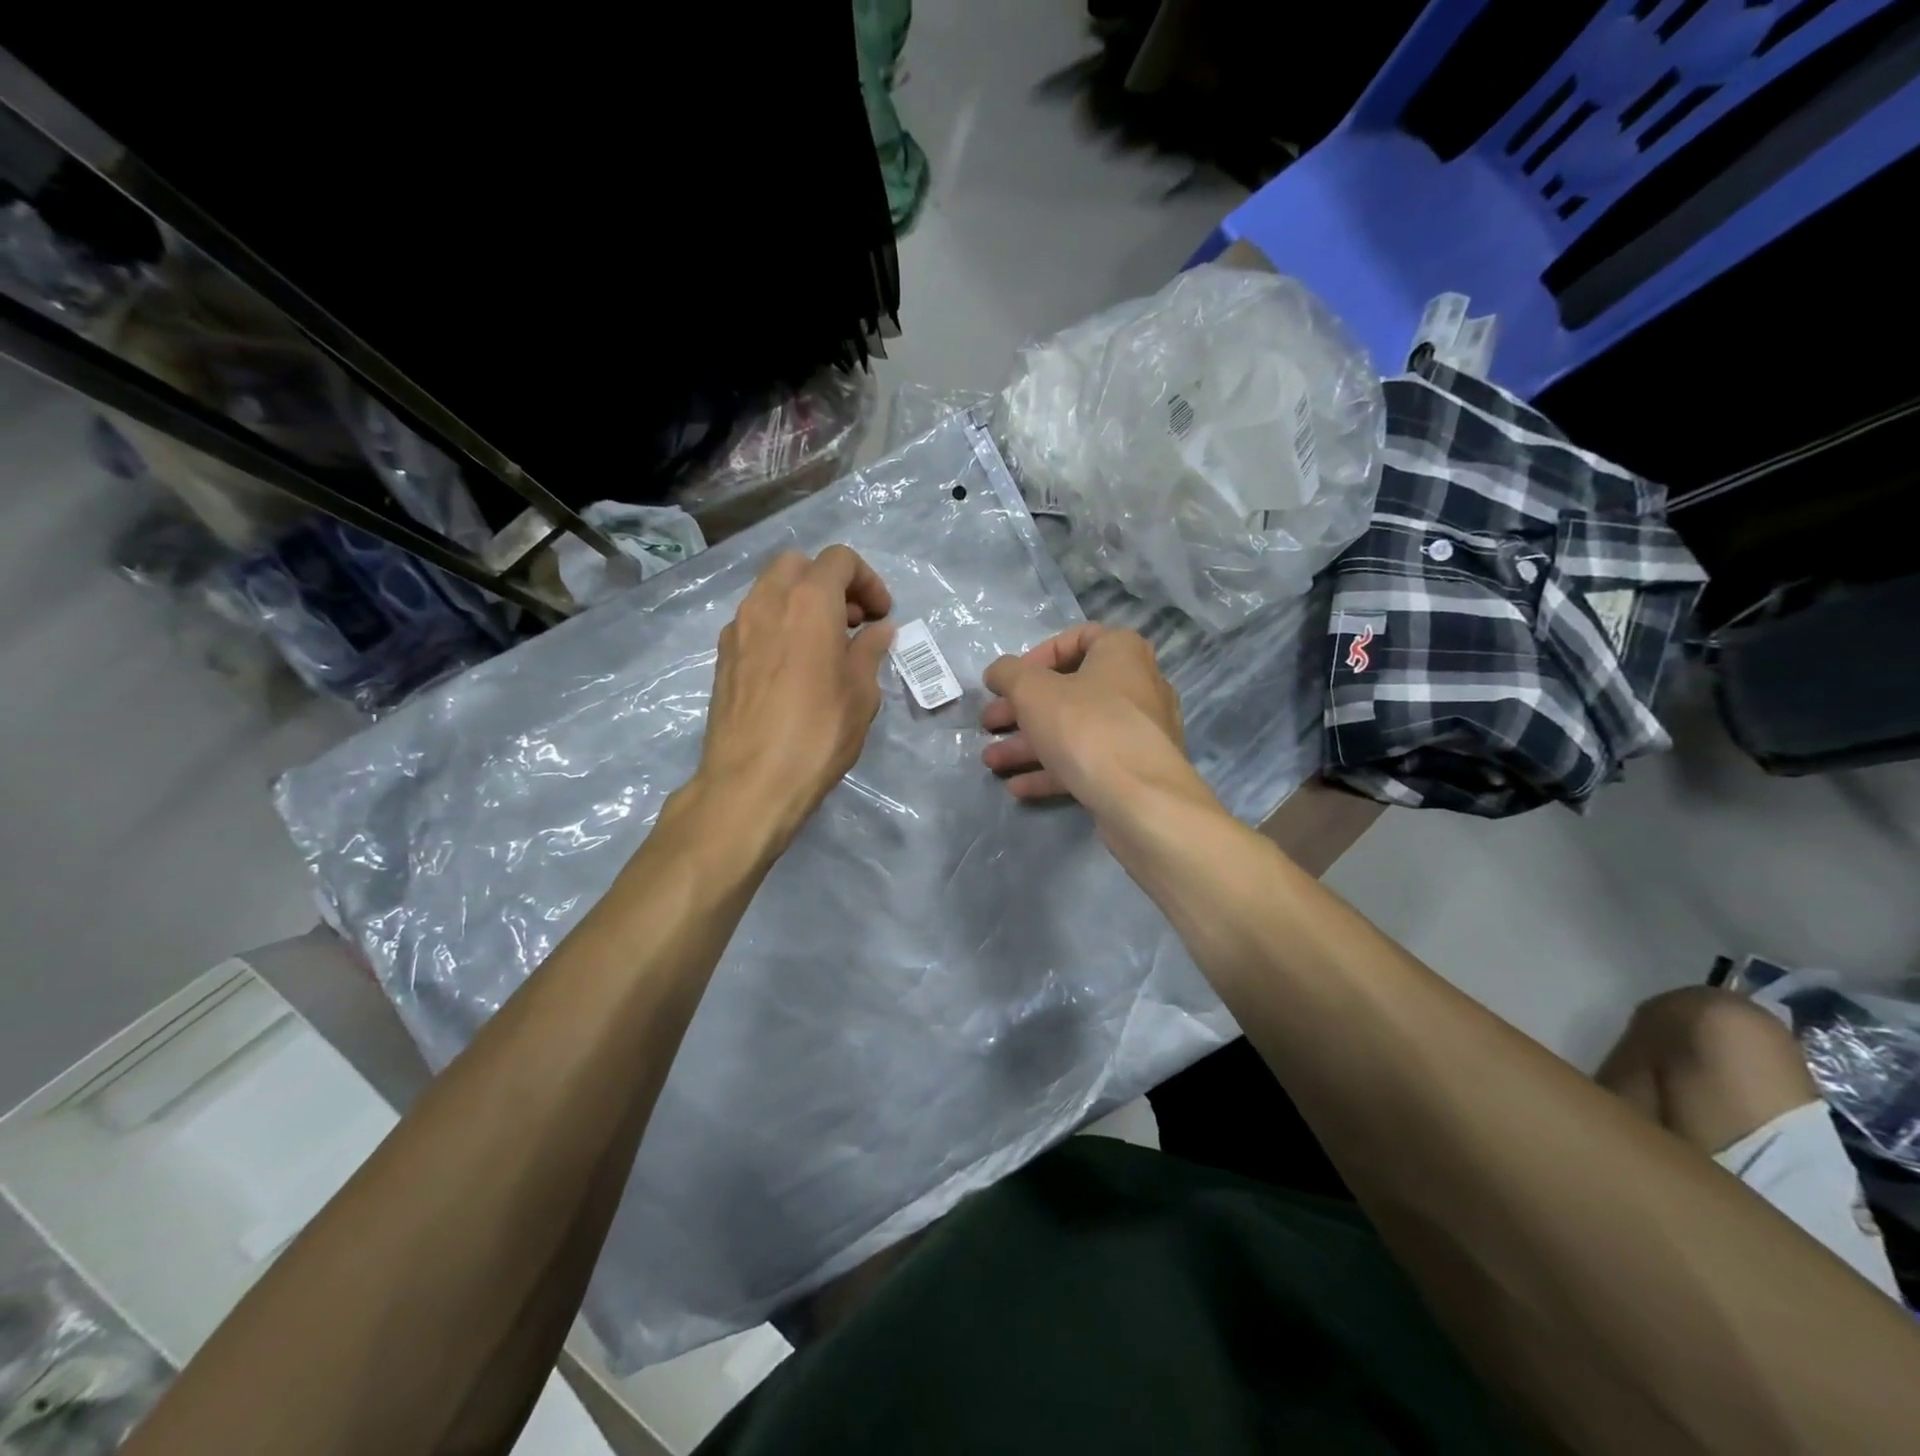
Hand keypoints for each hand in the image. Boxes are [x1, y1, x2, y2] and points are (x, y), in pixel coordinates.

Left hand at [699, 546, 894, 836]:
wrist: (751, 782)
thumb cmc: (818, 734)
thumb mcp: (861, 693)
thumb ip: (869, 651)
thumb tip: (877, 631)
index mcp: (808, 602)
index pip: (839, 560)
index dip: (868, 580)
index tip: (880, 615)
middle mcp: (767, 603)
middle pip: (798, 565)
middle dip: (830, 582)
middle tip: (852, 621)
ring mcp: (738, 629)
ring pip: (771, 590)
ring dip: (802, 603)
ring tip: (825, 645)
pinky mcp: (723, 657)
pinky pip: (755, 621)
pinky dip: (779, 625)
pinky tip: (795, 666)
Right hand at [980, 624, 1192, 816]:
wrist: (1141, 800)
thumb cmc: (1086, 727)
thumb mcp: (1032, 691)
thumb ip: (1008, 674)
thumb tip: (998, 672)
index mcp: (1122, 652)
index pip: (1078, 638)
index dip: (1037, 657)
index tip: (1009, 682)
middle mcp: (1137, 686)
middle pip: (1069, 691)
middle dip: (1021, 710)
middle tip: (988, 724)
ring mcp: (1138, 733)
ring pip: (1074, 731)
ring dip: (1029, 745)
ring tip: (992, 761)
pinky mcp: (1134, 771)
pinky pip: (1088, 762)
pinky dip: (1052, 771)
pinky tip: (1017, 787)